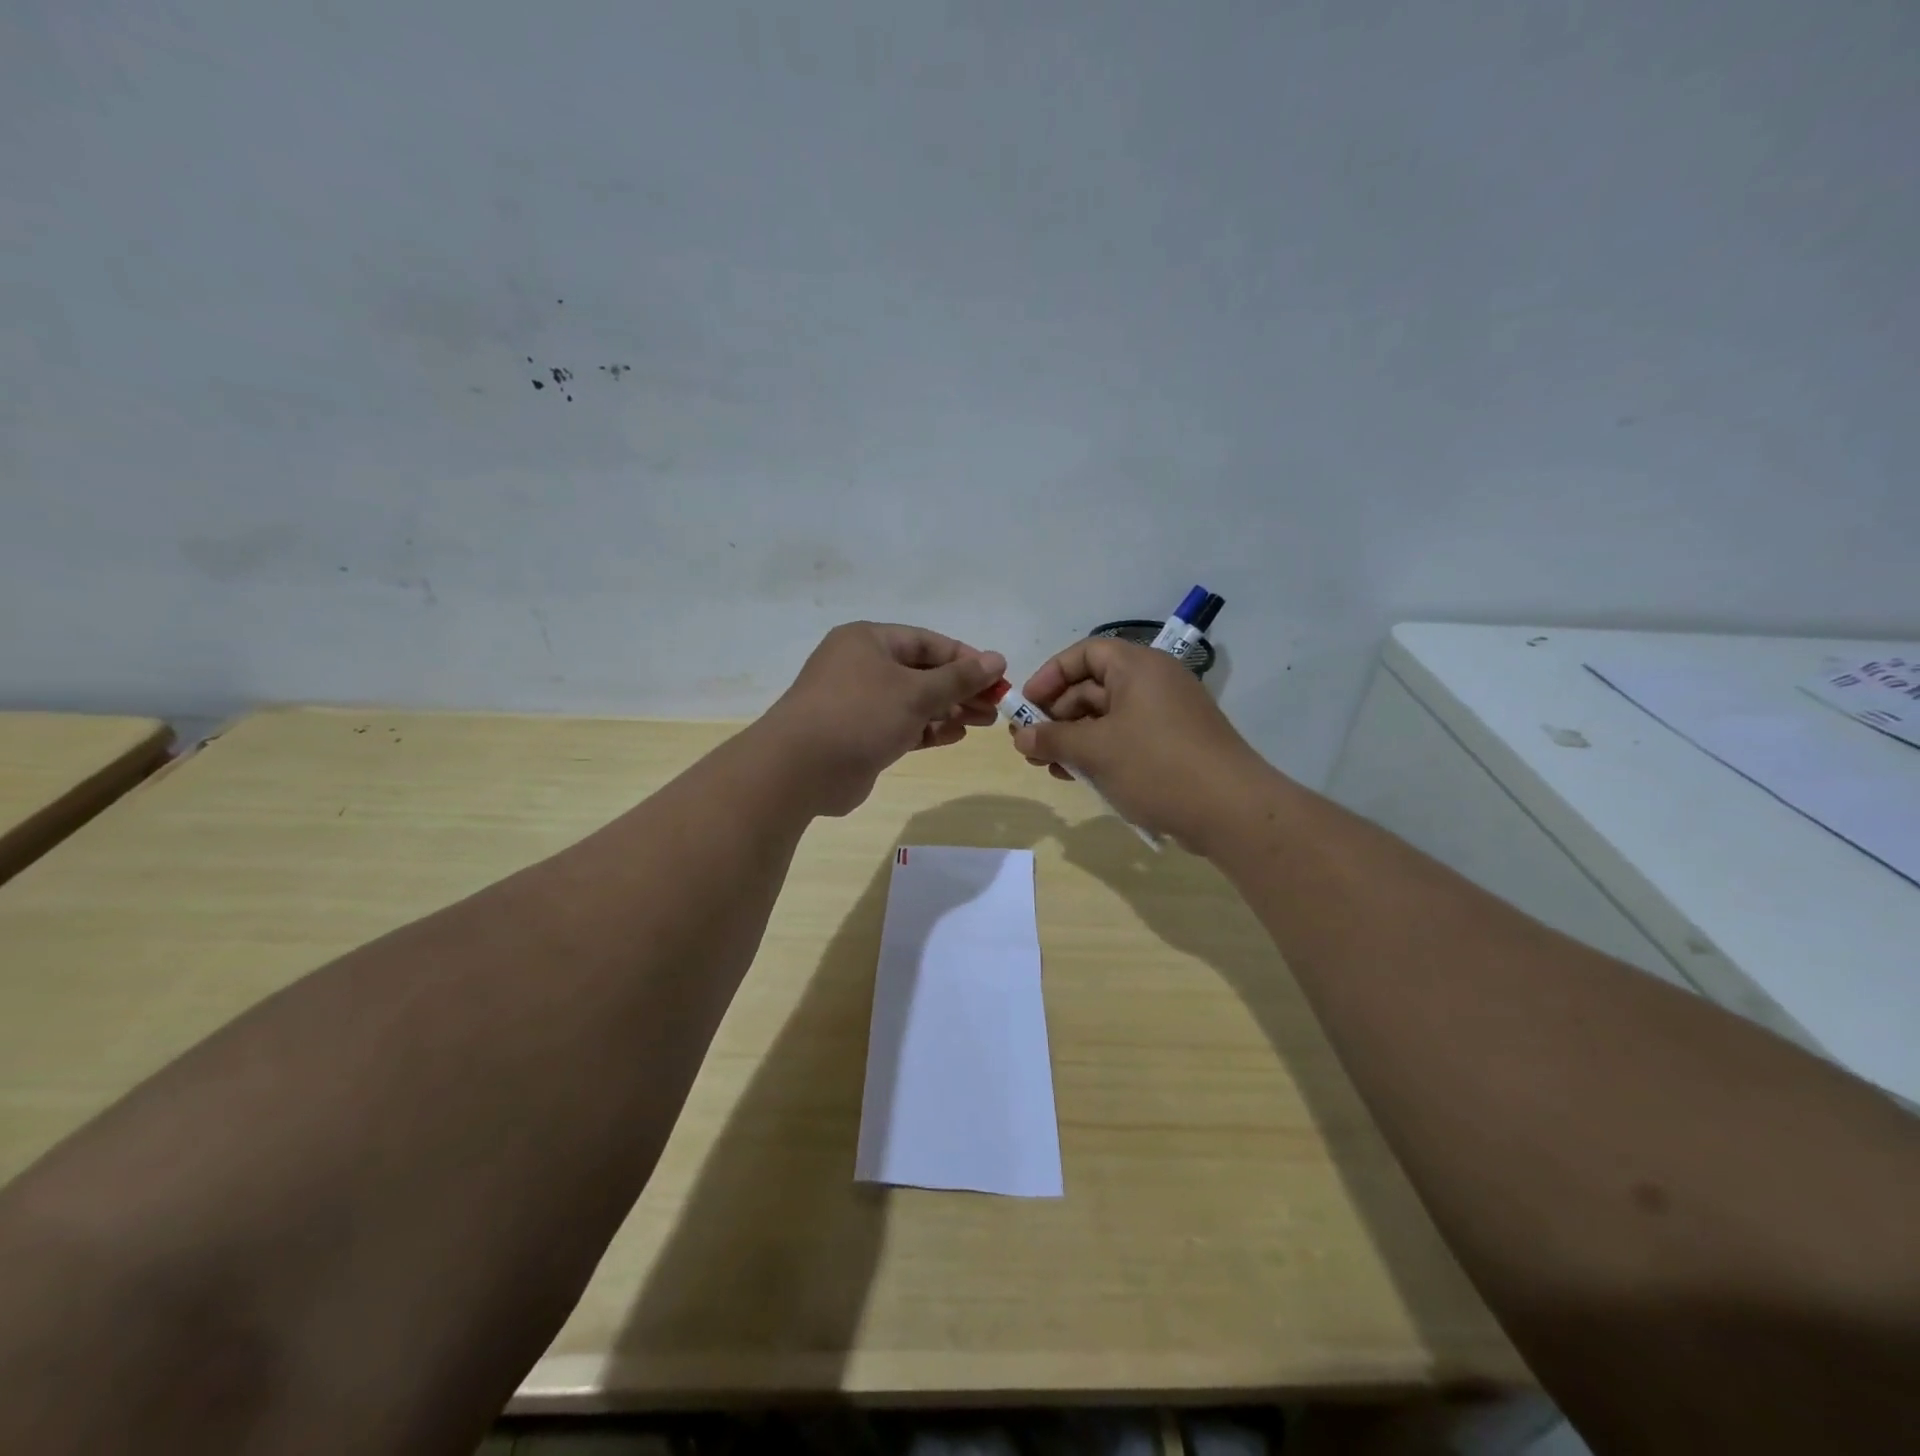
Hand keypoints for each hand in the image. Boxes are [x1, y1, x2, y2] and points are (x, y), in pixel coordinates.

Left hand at [760, 622, 1006, 816]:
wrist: (800, 769)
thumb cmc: (860, 714)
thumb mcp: (916, 692)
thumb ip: (959, 678)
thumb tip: (997, 659)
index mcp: (869, 640)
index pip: (928, 642)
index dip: (966, 659)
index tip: (998, 677)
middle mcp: (862, 666)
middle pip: (922, 672)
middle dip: (960, 688)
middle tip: (996, 706)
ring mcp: (859, 702)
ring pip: (913, 701)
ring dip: (948, 710)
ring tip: (983, 722)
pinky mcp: (859, 735)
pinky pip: (901, 726)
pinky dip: (928, 730)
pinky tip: (955, 736)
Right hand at [1009, 638, 1274, 852]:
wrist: (1231, 810)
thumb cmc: (1156, 766)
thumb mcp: (1095, 751)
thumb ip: (1053, 738)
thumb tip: (1021, 736)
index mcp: (1138, 667)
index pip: (1085, 653)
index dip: (1051, 675)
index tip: (1026, 705)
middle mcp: (1154, 682)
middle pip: (1093, 686)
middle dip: (1057, 715)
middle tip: (1031, 745)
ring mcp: (1166, 714)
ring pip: (1107, 717)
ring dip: (1074, 738)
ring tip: (1049, 766)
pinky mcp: (1173, 744)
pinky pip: (1126, 737)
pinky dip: (1100, 751)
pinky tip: (1079, 776)